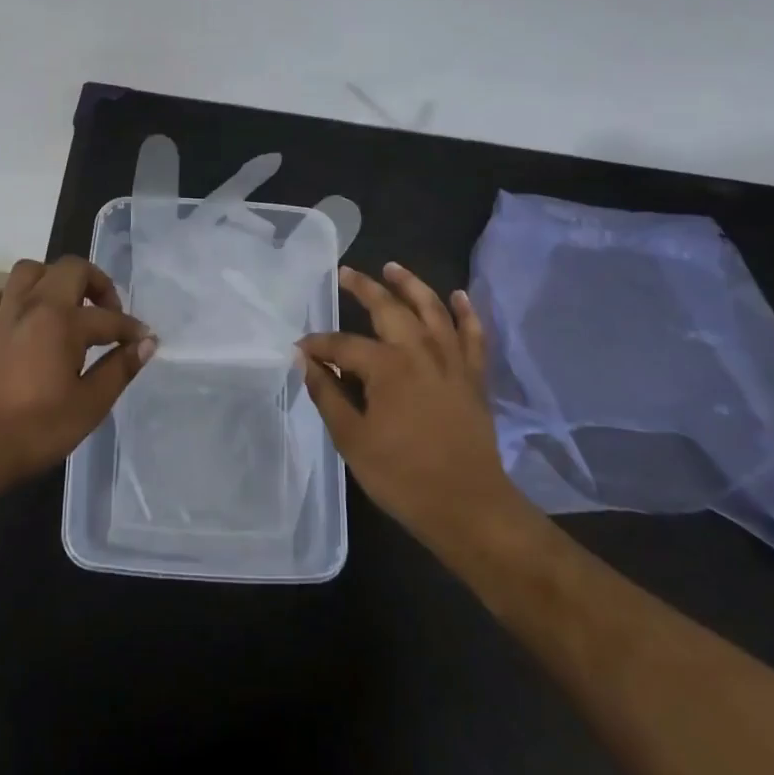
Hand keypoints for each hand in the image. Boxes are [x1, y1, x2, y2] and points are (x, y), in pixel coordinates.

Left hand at [0, 255, 154, 485]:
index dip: (131, 329)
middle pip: (70, 269)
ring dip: (53, 279)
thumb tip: (146, 343)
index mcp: (63, 321)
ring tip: (67, 307)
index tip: (144, 341)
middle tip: (107, 314)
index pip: (108, 317)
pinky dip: (11, 297)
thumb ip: (120, 368)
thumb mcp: (90, 404)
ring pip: (28, 271)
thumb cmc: (37, 428)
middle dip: (96, 283)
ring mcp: (3, 316)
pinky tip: (22, 317)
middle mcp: (33, 306)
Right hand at [300, 262, 542, 561]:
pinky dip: (466, 313)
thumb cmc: (403, 476)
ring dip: (411, 285)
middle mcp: (420, 351)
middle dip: (364, 288)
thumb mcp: (352, 439)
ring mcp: (452, 361)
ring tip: (393, 268)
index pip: (343, 345)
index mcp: (387, 366)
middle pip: (389, 309)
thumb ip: (327, 394)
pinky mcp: (473, 377)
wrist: (469, 507)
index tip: (300, 349)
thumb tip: (304, 360)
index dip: (318, 345)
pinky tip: (458, 297)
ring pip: (432, 309)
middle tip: (346, 273)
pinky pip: (473, 335)